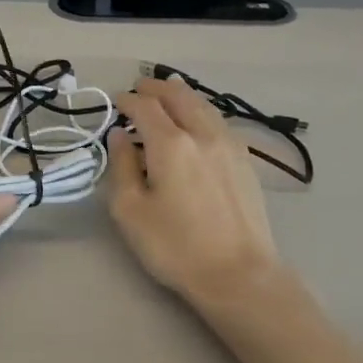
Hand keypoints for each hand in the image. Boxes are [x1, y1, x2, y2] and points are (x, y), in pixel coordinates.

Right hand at [108, 78, 281, 306]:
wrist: (238, 274)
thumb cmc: (175, 246)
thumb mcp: (130, 210)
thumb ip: (122, 166)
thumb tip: (120, 136)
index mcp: (171, 144)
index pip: (145, 107)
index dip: (127, 100)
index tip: (116, 101)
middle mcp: (203, 134)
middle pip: (178, 96)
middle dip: (155, 89)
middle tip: (139, 90)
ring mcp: (230, 145)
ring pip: (203, 105)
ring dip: (180, 96)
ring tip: (166, 98)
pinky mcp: (246, 161)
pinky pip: (218, 121)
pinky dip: (200, 111)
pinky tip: (195, 123)